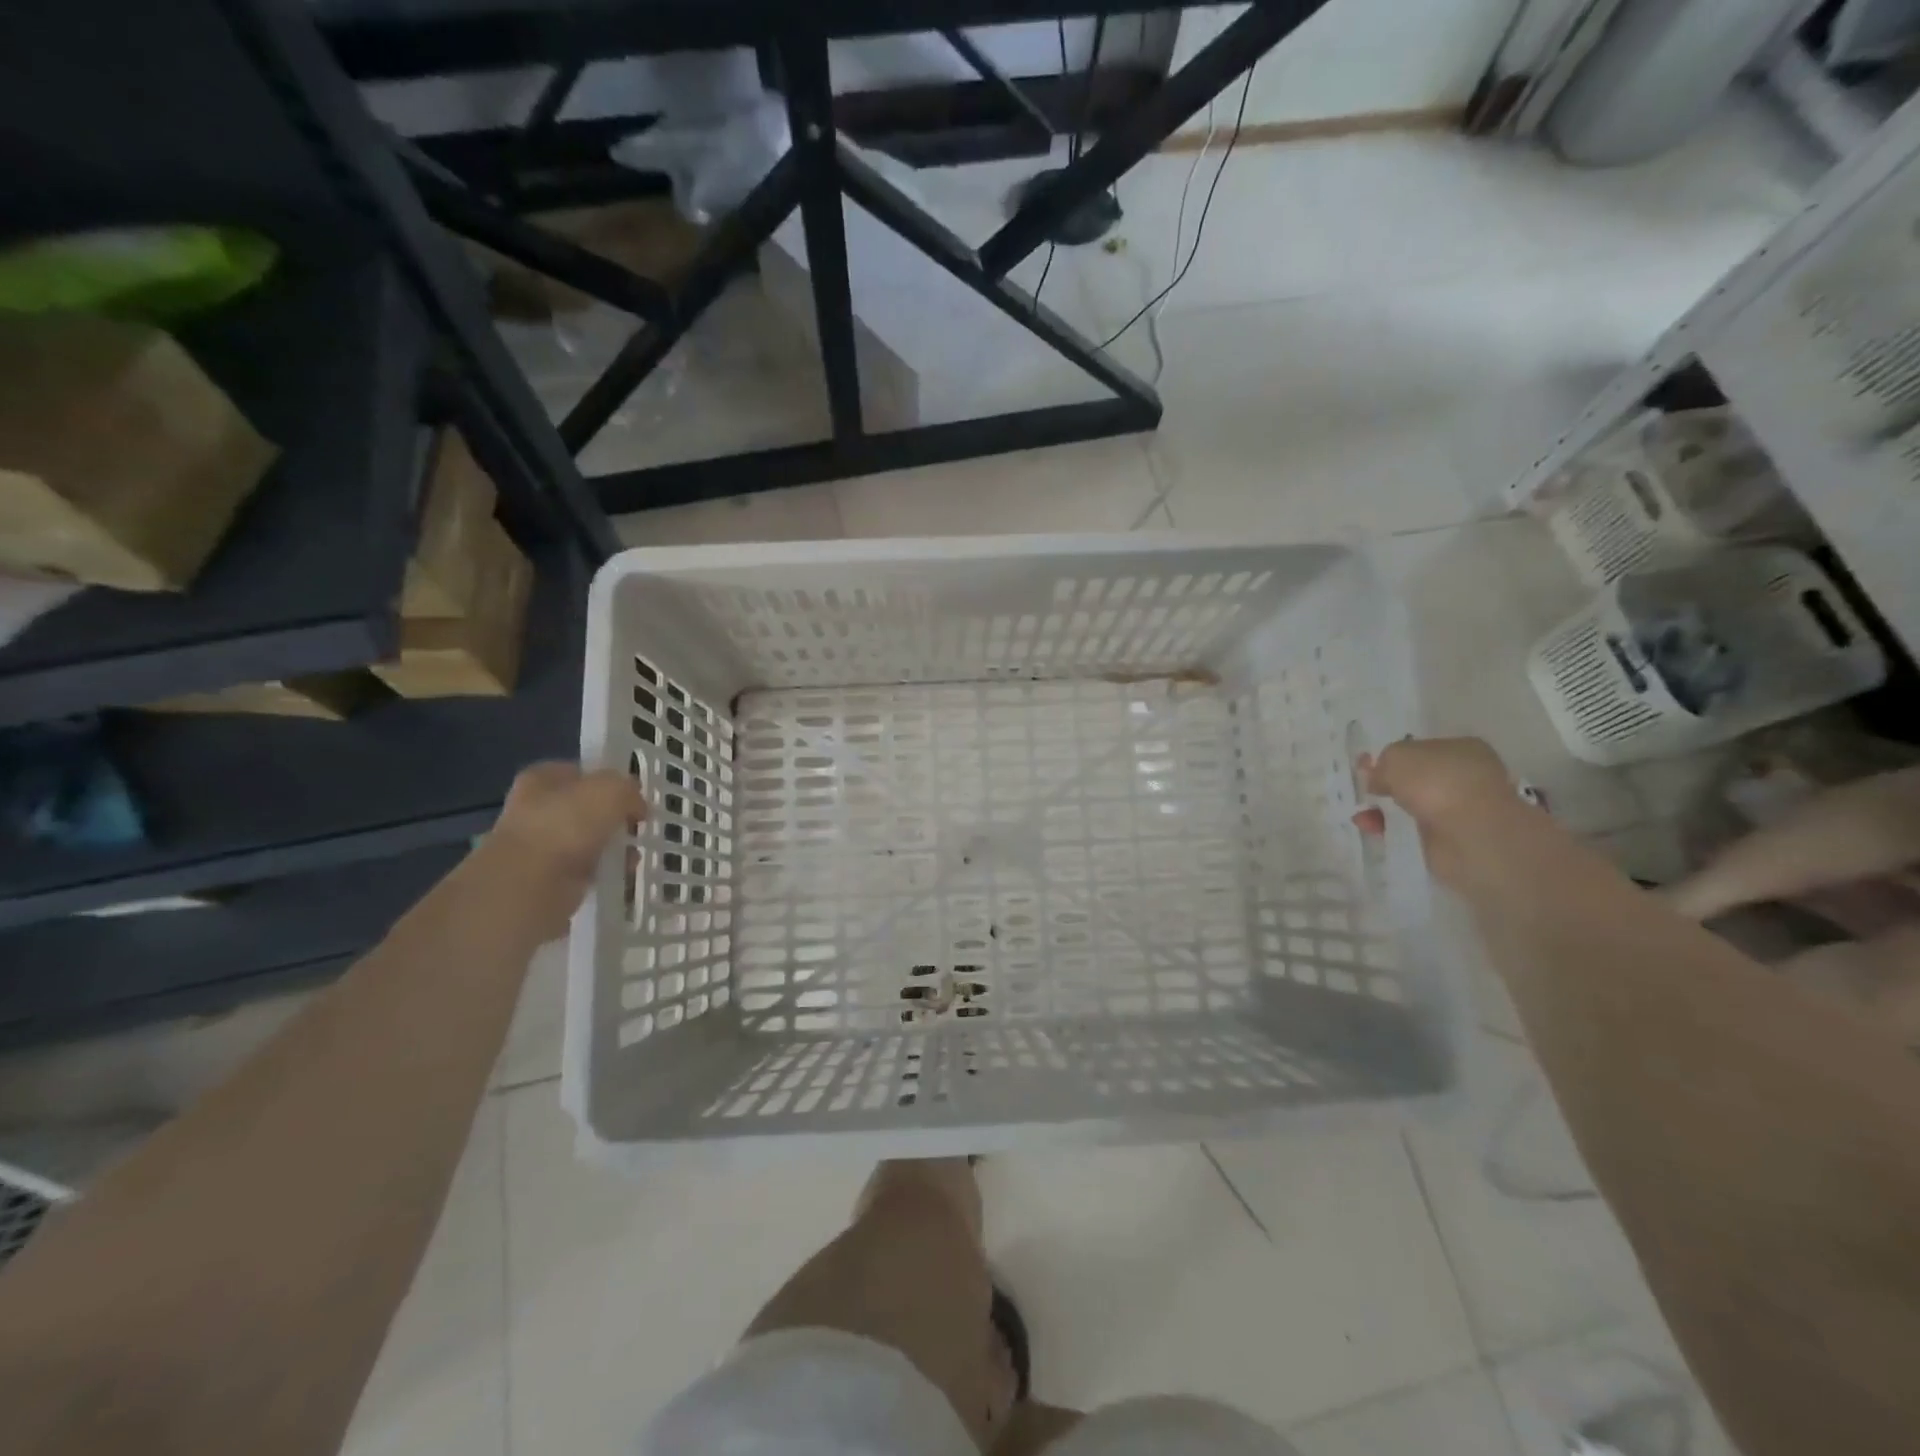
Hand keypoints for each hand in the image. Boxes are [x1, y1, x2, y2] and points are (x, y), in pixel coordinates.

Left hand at [480, 762, 647, 940]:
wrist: (529, 885)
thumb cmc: (567, 825)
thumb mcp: (611, 790)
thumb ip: (628, 789)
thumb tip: (636, 805)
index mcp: (542, 779)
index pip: (579, 771)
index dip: (608, 780)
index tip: (633, 795)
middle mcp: (535, 809)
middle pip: (585, 808)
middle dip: (613, 818)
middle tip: (636, 825)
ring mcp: (539, 846)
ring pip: (587, 840)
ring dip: (612, 848)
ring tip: (633, 856)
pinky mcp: (547, 878)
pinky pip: (585, 870)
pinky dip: (604, 872)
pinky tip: (620, 875)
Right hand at [1351, 737, 1521, 889]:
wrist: (1470, 833)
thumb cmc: (1437, 781)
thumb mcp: (1397, 757)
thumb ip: (1382, 763)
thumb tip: (1377, 777)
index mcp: (1462, 748)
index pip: (1422, 749)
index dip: (1393, 758)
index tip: (1368, 767)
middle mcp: (1464, 776)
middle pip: (1416, 778)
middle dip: (1388, 785)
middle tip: (1364, 790)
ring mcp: (1459, 809)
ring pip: (1412, 805)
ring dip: (1385, 809)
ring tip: (1362, 814)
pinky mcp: (1450, 838)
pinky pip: (1412, 829)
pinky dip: (1390, 828)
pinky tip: (1371, 828)